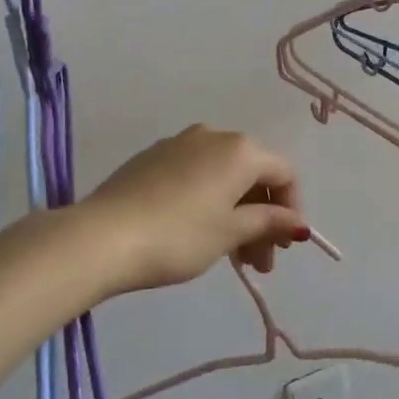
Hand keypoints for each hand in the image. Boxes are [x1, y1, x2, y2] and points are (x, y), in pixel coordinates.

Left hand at [80, 125, 309, 294]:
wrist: (102, 236)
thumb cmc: (178, 235)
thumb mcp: (230, 233)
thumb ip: (268, 222)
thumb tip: (296, 222)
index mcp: (240, 149)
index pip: (284, 173)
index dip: (292, 209)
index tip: (284, 247)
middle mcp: (213, 135)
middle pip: (253, 174)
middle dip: (263, 217)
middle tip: (259, 263)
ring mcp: (179, 143)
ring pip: (223, 176)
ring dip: (237, 213)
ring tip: (231, 256)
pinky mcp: (152, 157)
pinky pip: (196, 175)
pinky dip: (209, 201)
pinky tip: (198, 233)